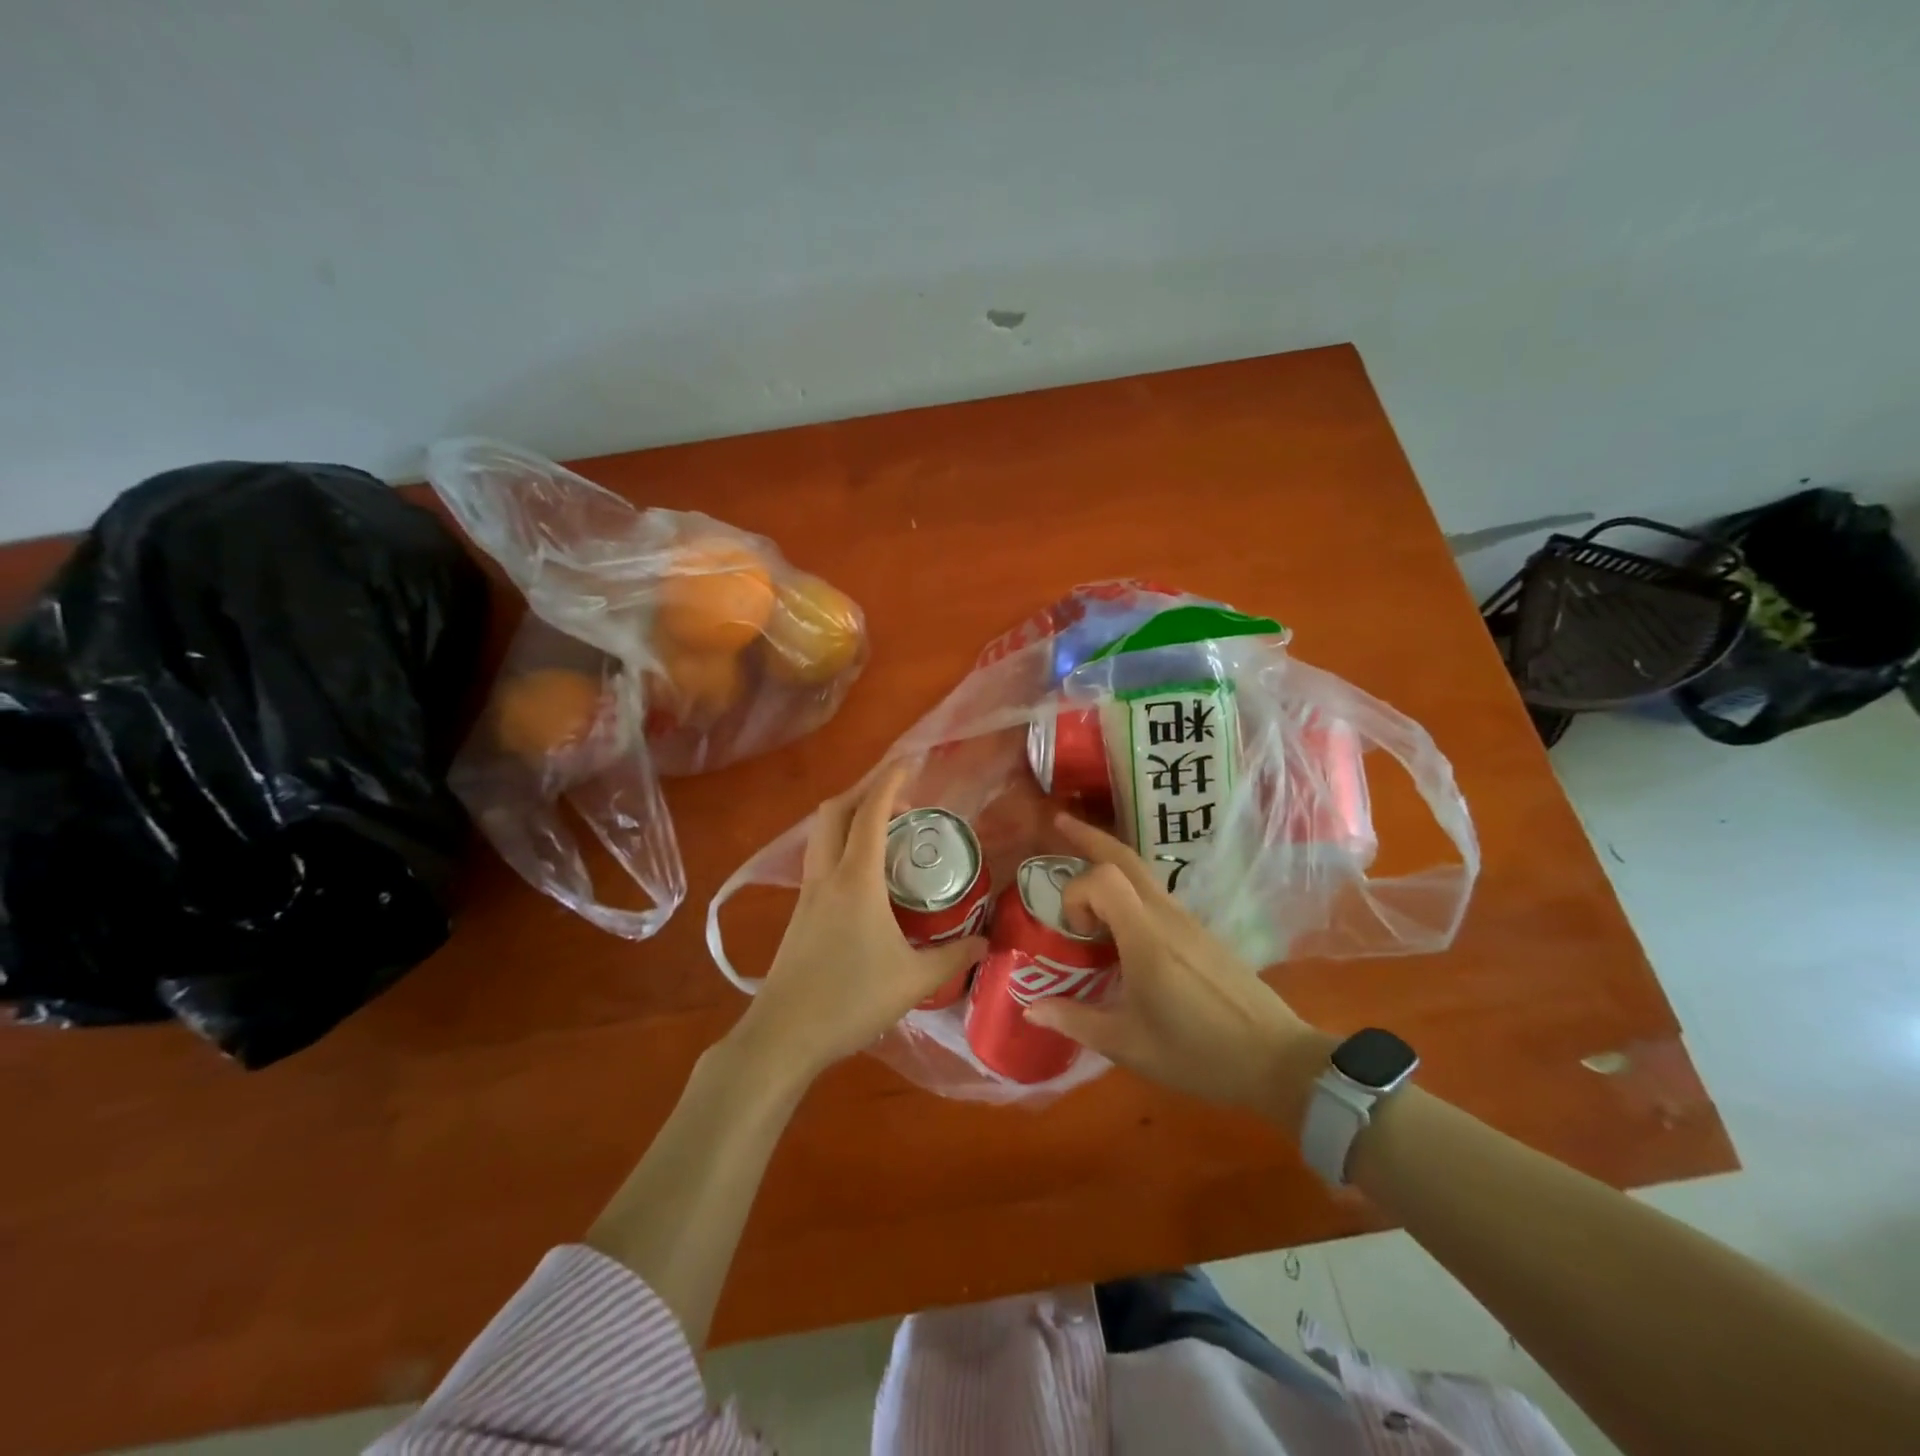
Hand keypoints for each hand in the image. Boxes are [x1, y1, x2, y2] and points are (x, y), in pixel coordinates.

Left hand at [730, 764, 987, 1085]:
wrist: (784, 1035)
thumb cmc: (850, 1001)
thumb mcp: (913, 981)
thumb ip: (953, 956)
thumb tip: (986, 942)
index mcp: (856, 881)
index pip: (870, 814)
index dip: (889, 783)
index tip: (910, 763)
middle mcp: (827, 876)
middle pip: (834, 811)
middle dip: (864, 791)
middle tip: (900, 798)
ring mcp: (808, 894)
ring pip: (822, 834)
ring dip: (849, 817)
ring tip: (885, 830)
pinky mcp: (799, 914)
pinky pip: (820, 859)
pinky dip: (841, 846)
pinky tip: (865, 874)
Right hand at [1025, 815, 1329, 1115]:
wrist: (1276, 1061)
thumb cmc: (1198, 1054)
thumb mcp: (1128, 1045)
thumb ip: (1075, 1020)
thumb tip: (1029, 1008)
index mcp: (1146, 937)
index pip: (1103, 878)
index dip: (1077, 893)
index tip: (1075, 932)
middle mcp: (1166, 916)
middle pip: (1125, 856)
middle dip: (1089, 837)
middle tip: (1058, 823)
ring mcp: (1188, 921)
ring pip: (1142, 872)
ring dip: (1108, 863)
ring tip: (1081, 875)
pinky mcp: (1200, 932)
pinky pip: (1155, 894)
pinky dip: (1127, 888)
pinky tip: (1117, 920)